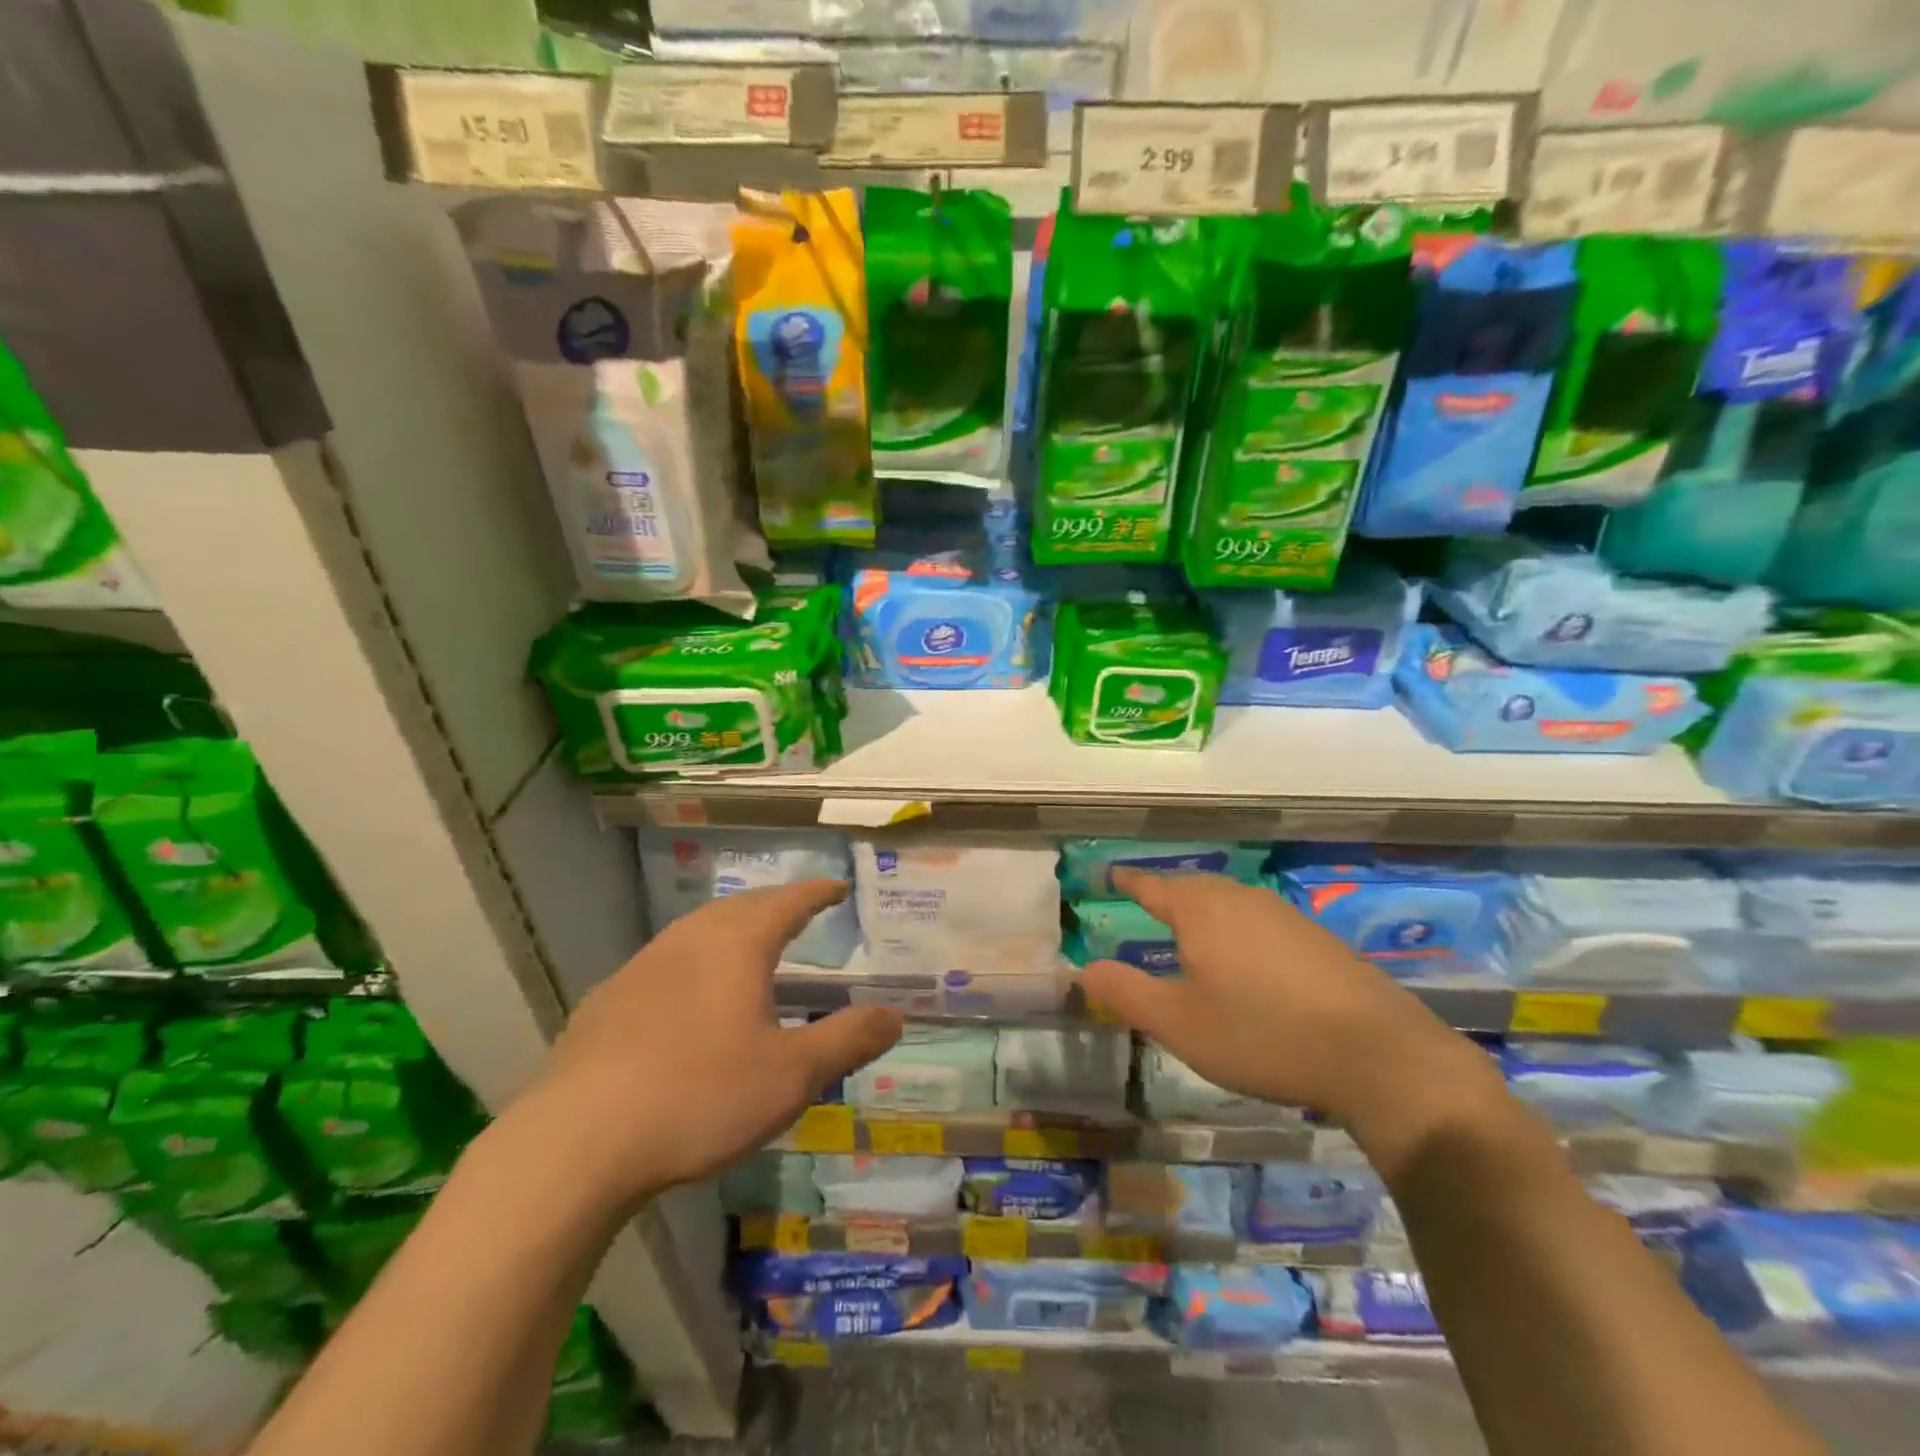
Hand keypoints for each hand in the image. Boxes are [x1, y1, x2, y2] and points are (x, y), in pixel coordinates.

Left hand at [511, 880, 901, 1213]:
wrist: (576, 1142)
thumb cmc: (700, 1096)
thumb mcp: (791, 1075)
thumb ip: (848, 1040)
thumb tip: (896, 1015)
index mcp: (737, 944)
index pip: (788, 901)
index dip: (817, 893)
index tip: (837, 887)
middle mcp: (689, 939)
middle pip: (741, 907)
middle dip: (775, 905)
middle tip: (799, 911)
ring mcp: (642, 966)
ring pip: (698, 930)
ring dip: (731, 929)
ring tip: (749, 945)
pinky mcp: (607, 1000)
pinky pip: (665, 963)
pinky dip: (693, 962)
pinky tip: (687, 997)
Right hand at [1080, 870, 1507, 1179]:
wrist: (1378, 1055)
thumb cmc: (1262, 1034)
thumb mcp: (1179, 1023)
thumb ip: (1125, 992)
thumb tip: (1082, 968)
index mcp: (1201, 910)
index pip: (1152, 885)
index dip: (1128, 881)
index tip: (1109, 875)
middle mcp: (1241, 899)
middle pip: (1192, 887)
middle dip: (1166, 894)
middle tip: (1145, 904)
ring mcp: (1284, 915)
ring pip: (1229, 902)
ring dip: (1203, 912)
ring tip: (1189, 933)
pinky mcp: (1317, 939)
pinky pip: (1259, 921)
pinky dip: (1237, 931)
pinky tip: (1245, 962)